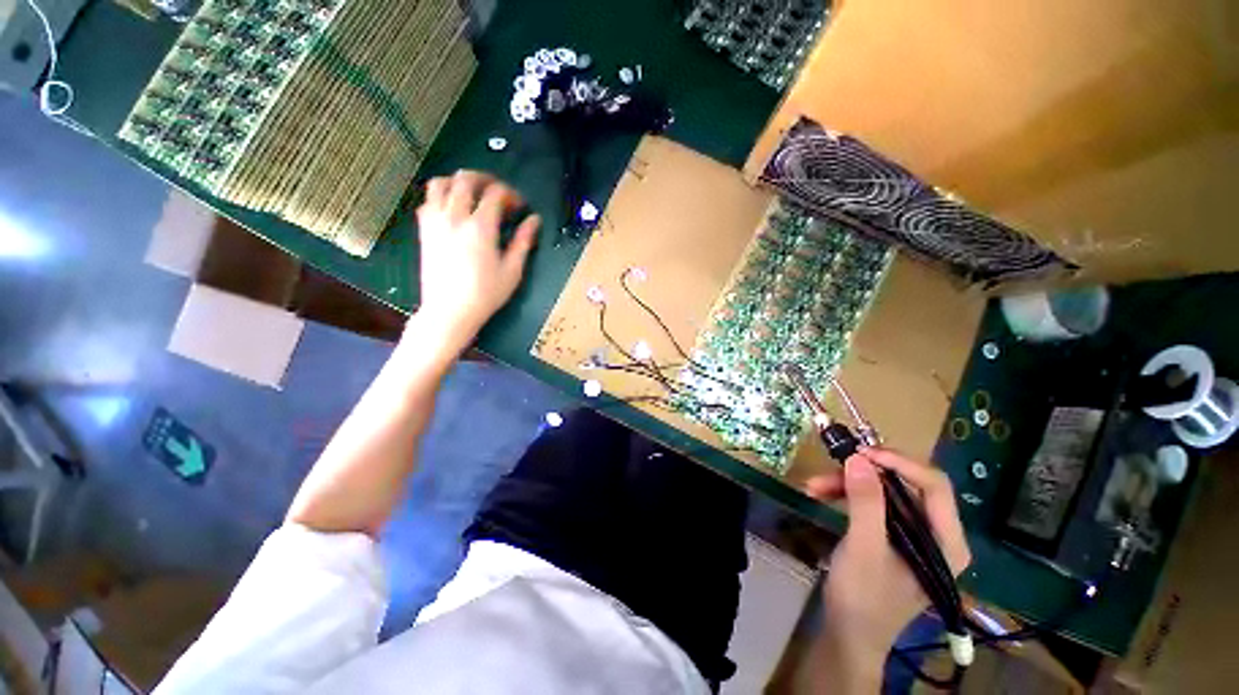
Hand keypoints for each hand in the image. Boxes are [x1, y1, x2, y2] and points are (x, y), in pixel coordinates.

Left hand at [413, 170, 540, 347]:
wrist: (449, 311)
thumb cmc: (485, 294)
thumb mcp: (512, 271)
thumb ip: (523, 242)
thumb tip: (534, 221)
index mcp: (480, 227)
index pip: (495, 194)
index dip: (511, 194)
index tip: (519, 206)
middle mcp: (455, 217)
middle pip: (466, 179)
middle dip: (486, 179)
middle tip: (498, 192)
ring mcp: (435, 222)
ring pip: (441, 183)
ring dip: (459, 182)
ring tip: (473, 194)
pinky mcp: (424, 230)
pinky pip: (428, 200)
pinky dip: (441, 196)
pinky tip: (453, 209)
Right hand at [806, 448, 969, 690]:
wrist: (848, 633)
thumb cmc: (864, 597)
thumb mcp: (864, 548)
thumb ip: (866, 503)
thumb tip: (858, 458)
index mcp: (947, 541)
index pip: (935, 486)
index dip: (899, 463)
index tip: (861, 453)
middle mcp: (935, 533)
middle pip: (906, 484)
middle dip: (866, 473)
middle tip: (833, 464)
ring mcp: (912, 534)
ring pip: (884, 491)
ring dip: (848, 483)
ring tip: (814, 485)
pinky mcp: (890, 536)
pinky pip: (872, 503)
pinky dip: (845, 495)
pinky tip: (820, 494)